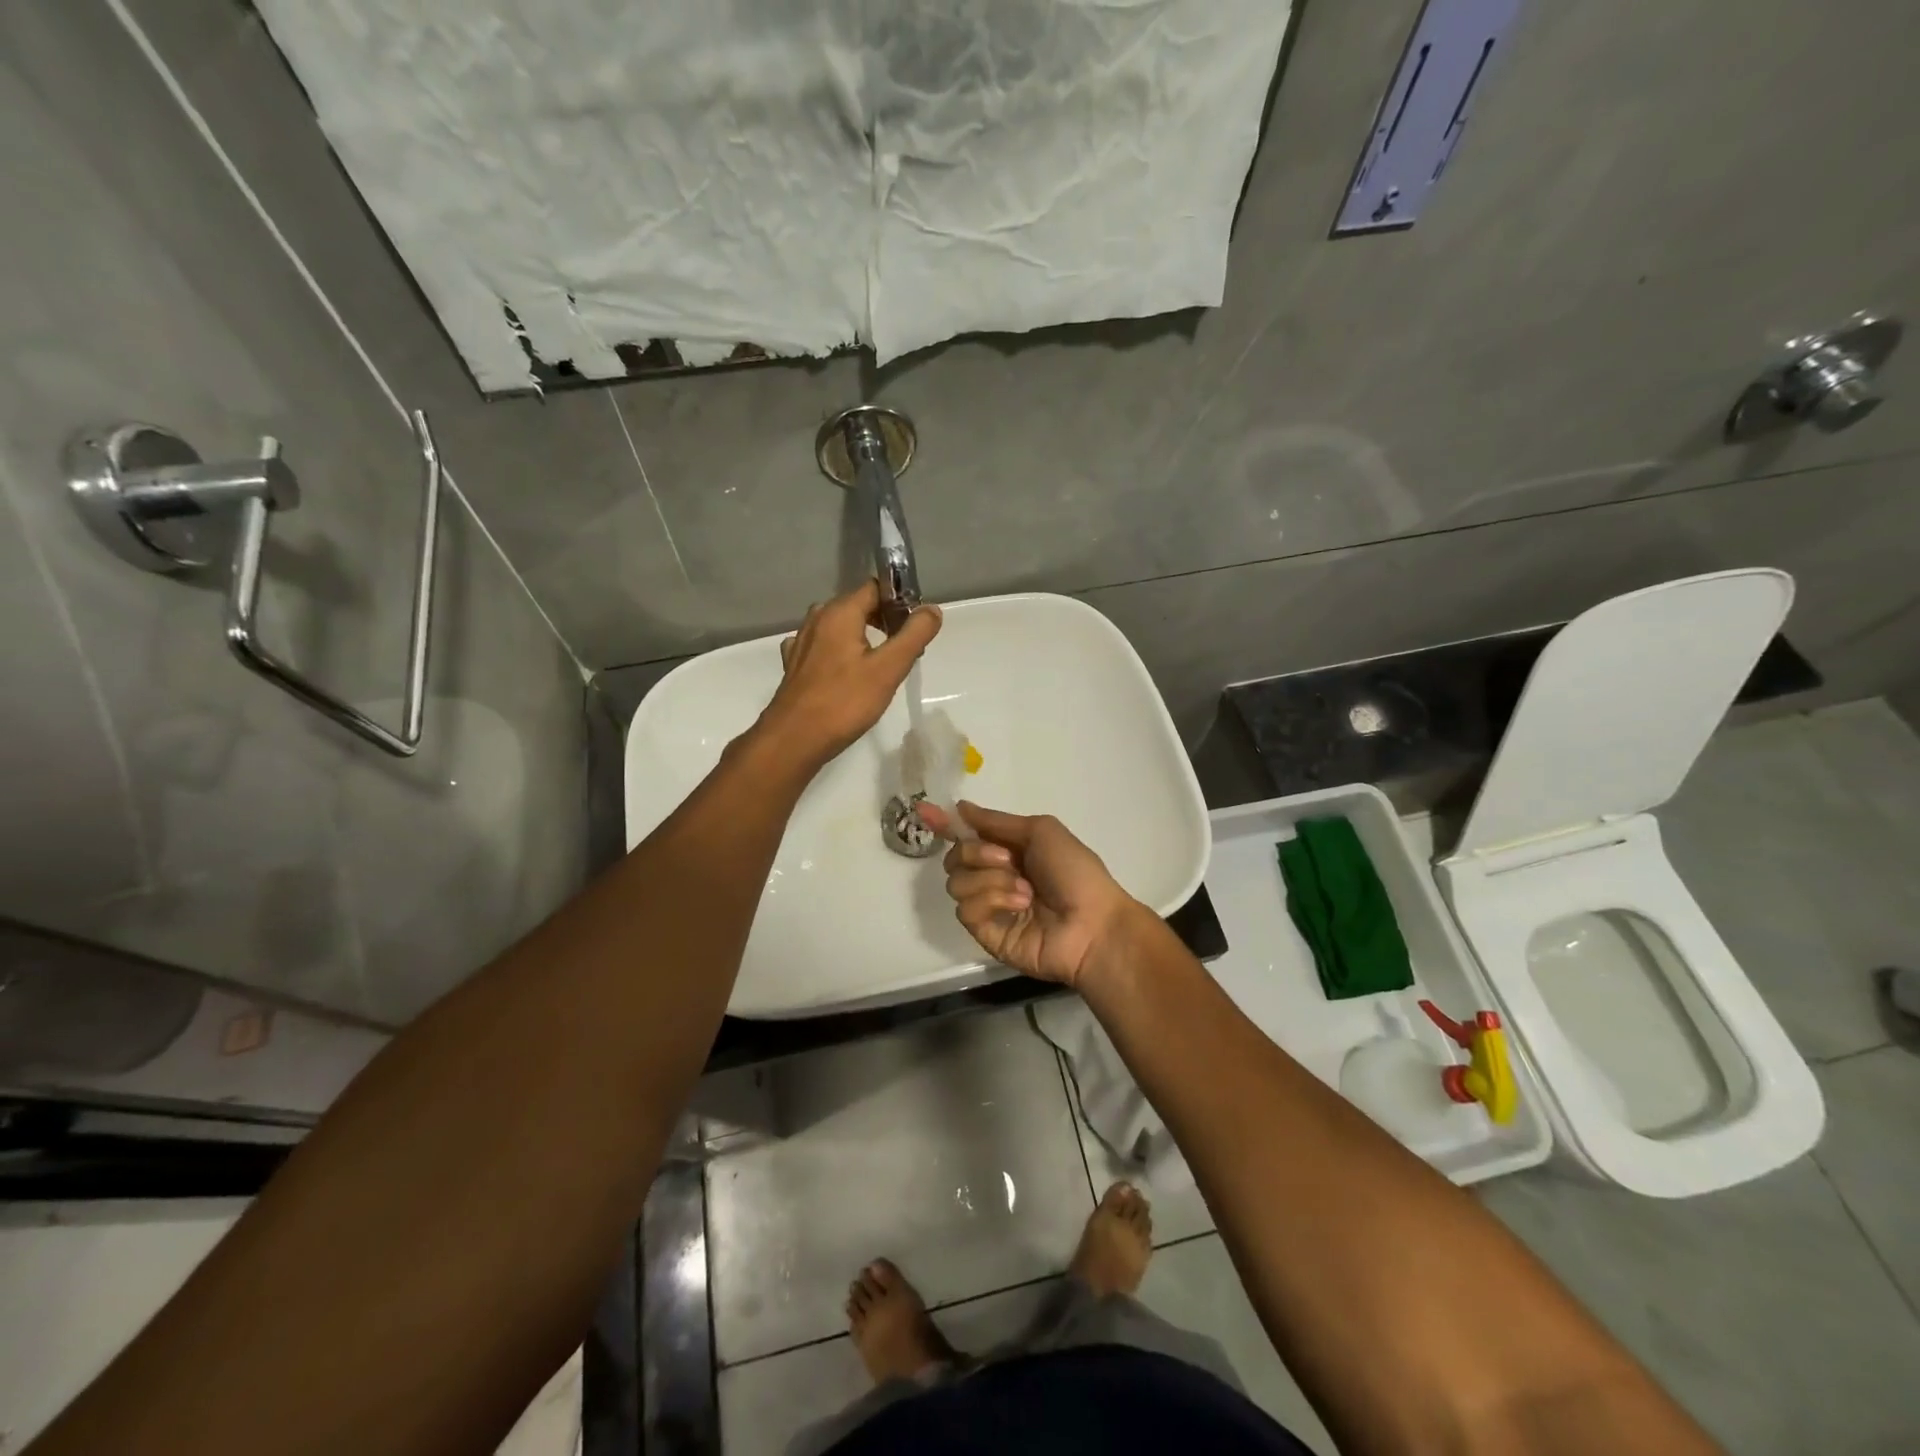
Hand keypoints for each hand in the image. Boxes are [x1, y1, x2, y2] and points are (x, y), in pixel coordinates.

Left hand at [754, 580, 940, 770]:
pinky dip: (840, 652)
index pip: (876, 587)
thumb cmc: (844, 702)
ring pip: (840, 627)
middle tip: (905, 650)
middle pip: (858, 605)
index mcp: (840, 612)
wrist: (794, 739)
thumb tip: (932, 609)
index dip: (900, 601)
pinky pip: (824, 646)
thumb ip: (913, 635)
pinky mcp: (794, 664)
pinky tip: (847, 672)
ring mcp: (802, 641)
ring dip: (863, 637)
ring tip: (881, 665)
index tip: (916, 627)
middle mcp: (818, 618)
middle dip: (884, 620)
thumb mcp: (889, 669)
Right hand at [919, 801, 1140, 989]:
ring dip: (991, 879)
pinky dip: (991, 900)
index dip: (945, 824)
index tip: (924, 811)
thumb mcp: (1040, 831)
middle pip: (955, 856)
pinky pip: (965, 909)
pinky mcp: (986, 933)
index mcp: (1009, 850)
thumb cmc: (1075, 871)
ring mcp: (989, 906)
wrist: (1092, 923)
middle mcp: (995, 875)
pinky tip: (1019, 905)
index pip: (967, 834)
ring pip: (956, 882)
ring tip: (1024, 891)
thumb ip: (996, 821)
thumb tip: (961, 807)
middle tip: (1008, 859)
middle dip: (976, 852)